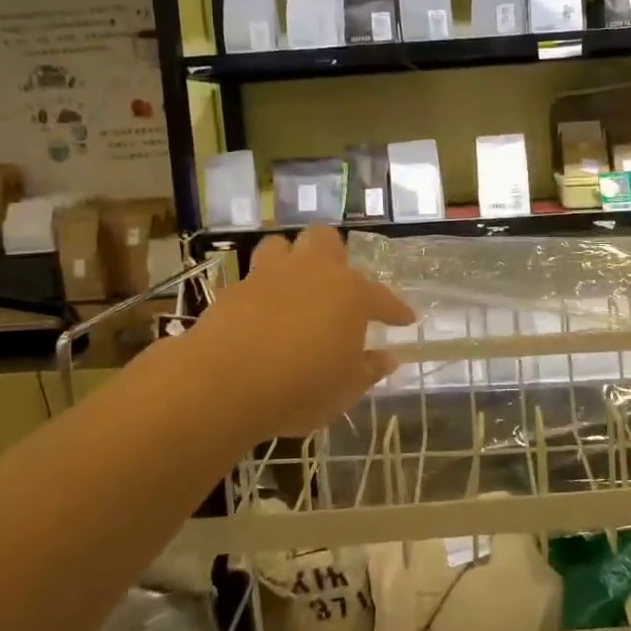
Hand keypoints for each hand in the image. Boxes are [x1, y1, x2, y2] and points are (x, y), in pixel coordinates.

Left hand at [181, 226, 416, 439]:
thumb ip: (369, 369)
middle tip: (336, 284)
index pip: (382, 297)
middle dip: (334, 256)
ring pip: (282, 246)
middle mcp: (313, 273)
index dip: (396, 310)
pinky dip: (261, 290)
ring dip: (290, 260)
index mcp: (350, 294)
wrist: (224, 383)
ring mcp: (269, 276)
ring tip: (294, 286)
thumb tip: (388, 357)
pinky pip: (252, 277)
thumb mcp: (346, 389)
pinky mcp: (233, 289)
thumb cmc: (301, 387)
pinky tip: (262, 312)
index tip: (406, 320)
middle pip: (326, 241)